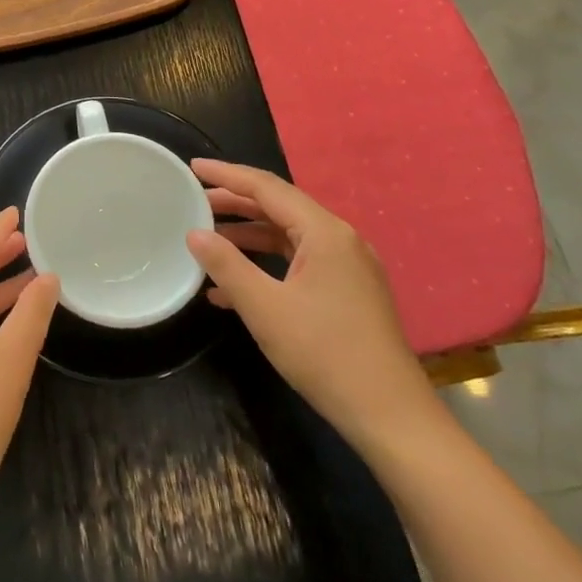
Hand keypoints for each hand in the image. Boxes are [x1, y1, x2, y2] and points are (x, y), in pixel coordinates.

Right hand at [186, 160, 440, 451]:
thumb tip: (194, 233)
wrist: (389, 414)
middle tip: (194, 200)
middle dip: (235, 203)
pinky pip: (298, 263)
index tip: (193, 167)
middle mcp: (340, 241)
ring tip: (207, 239)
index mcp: (325, 233)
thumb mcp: (264, 307)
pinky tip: (231, 288)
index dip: (227, 174)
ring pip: (288, 237)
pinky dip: (265, 265)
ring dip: (247, 236)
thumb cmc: (324, 353)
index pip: (268, 188)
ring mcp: (347, 268)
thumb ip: (226, 265)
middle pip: (280, 208)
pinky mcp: (347, 293)